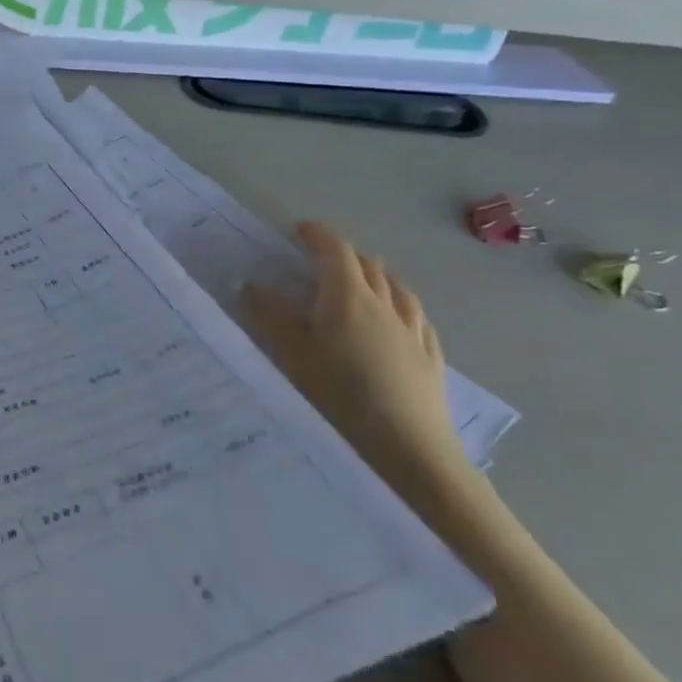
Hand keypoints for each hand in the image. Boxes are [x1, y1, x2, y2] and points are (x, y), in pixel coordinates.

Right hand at [240, 222, 469, 497]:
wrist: (407, 451)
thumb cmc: (339, 397)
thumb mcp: (292, 356)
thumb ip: (270, 317)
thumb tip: (251, 284)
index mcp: (347, 297)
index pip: (334, 250)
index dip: (317, 235)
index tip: (299, 230)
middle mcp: (385, 304)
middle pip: (368, 265)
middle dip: (343, 254)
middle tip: (320, 259)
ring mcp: (413, 331)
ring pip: (397, 287)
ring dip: (376, 276)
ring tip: (361, 281)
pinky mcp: (430, 358)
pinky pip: (415, 316)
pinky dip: (400, 304)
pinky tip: (398, 318)